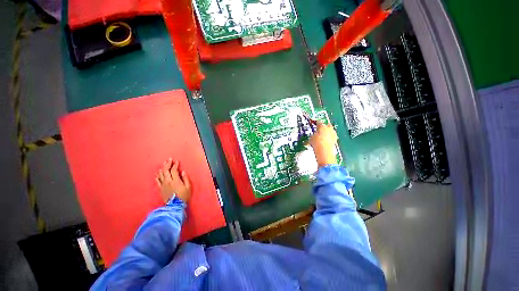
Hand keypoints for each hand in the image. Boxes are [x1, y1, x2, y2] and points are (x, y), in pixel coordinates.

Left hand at [156, 158, 191, 203]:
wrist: (175, 205)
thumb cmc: (183, 196)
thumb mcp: (188, 187)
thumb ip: (185, 178)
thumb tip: (183, 172)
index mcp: (175, 180)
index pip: (174, 170)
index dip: (175, 165)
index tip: (177, 161)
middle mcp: (168, 181)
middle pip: (166, 171)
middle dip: (167, 164)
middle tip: (169, 160)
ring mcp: (163, 185)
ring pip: (161, 174)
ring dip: (163, 168)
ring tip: (164, 164)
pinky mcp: (161, 188)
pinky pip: (158, 181)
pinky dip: (158, 176)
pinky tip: (158, 173)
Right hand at [308, 121, 337, 166]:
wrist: (324, 150)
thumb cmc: (317, 143)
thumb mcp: (311, 138)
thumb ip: (312, 135)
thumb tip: (311, 137)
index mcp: (322, 126)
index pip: (318, 122)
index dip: (315, 123)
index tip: (313, 123)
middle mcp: (329, 128)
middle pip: (326, 125)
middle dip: (323, 127)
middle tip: (319, 131)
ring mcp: (333, 134)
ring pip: (330, 131)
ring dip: (326, 133)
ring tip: (321, 137)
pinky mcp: (335, 139)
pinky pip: (331, 137)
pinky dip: (329, 138)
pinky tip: (325, 142)